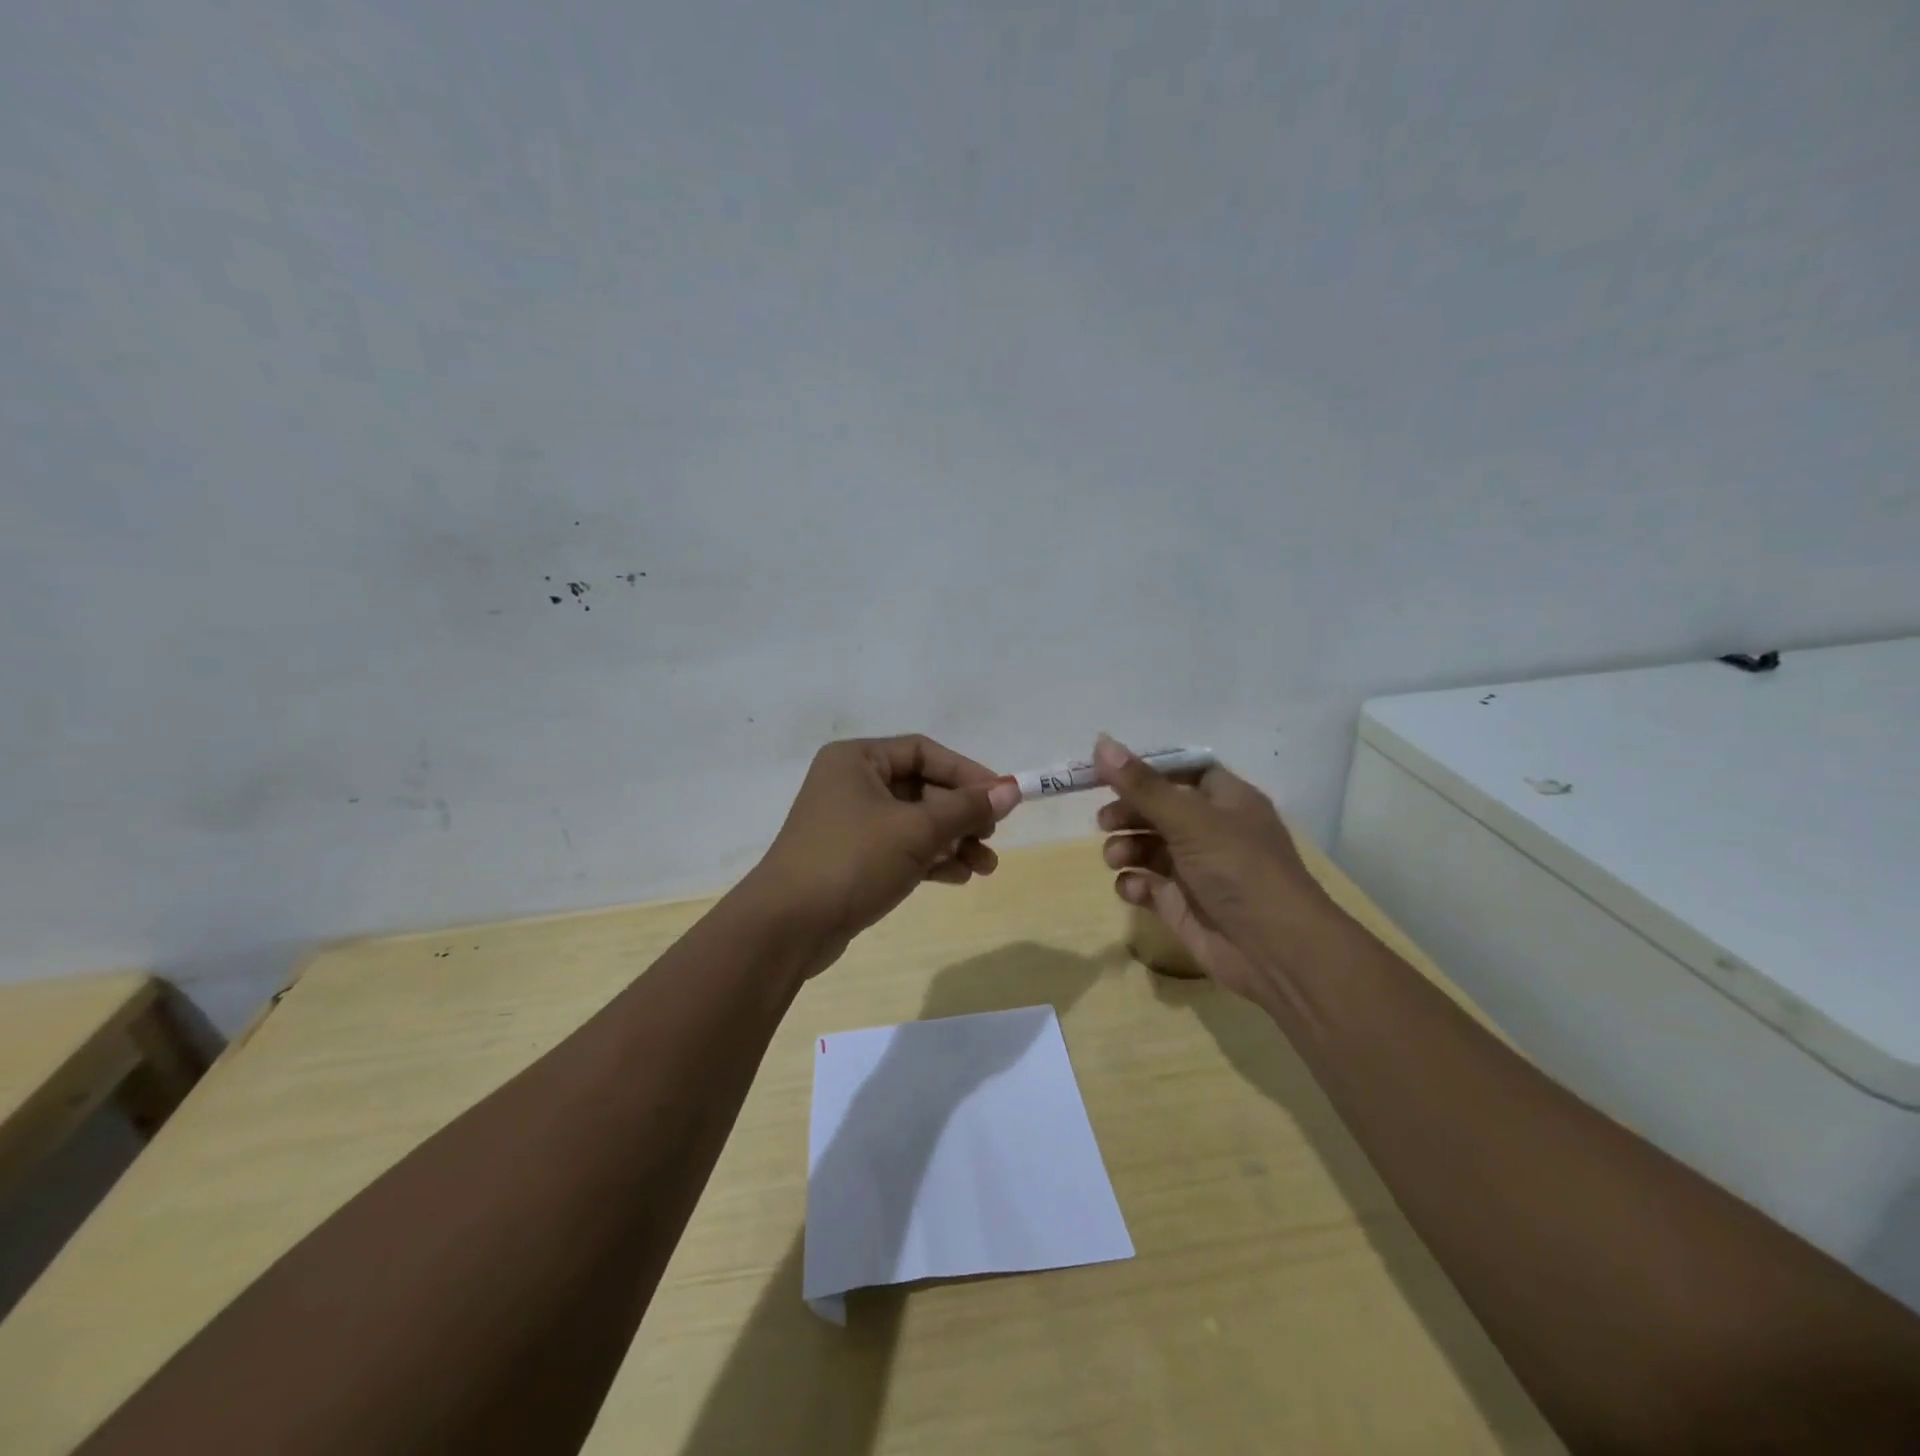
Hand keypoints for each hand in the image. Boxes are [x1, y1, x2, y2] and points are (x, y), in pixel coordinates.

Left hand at [748, 735, 1020, 974]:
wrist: (787, 927)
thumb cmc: (853, 861)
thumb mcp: (917, 830)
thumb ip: (966, 809)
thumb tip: (1011, 790)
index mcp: (857, 760)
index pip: (924, 752)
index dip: (967, 772)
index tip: (1002, 797)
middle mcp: (851, 784)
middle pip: (922, 788)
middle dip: (961, 815)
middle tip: (991, 837)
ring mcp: (850, 824)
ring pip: (914, 822)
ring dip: (952, 841)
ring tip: (985, 867)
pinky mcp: (852, 859)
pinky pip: (901, 849)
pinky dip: (930, 859)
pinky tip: (959, 877)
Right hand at [1094, 734, 1341, 1000]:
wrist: (1275, 950)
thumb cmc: (1238, 868)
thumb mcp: (1190, 819)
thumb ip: (1142, 785)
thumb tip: (1100, 741)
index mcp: (1226, 800)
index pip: (1184, 772)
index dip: (1148, 770)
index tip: (1110, 771)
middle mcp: (1211, 831)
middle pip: (1159, 809)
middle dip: (1129, 813)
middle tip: (1104, 821)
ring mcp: (1196, 870)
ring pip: (1148, 847)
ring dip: (1125, 848)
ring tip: (1116, 858)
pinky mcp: (1182, 904)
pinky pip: (1147, 885)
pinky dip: (1134, 884)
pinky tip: (1133, 889)